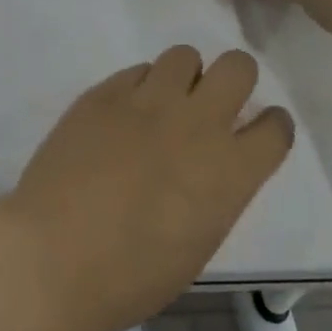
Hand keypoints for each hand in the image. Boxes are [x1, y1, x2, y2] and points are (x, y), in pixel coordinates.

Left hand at [0, 47, 292, 330]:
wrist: (55, 254)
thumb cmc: (132, 274)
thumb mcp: (198, 242)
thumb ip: (215, 192)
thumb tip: (209, 169)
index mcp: (230, 172)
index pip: (275, 127)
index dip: (270, 126)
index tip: (257, 131)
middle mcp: (196, 123)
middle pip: (238, 67)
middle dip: (234, 80)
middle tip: (213, 104)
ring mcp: (146, 101)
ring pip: (184, 56)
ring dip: (183, 77)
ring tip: (164, 104)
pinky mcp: (103, 93)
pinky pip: (135, 71)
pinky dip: (138, 87)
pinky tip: (123, 115)